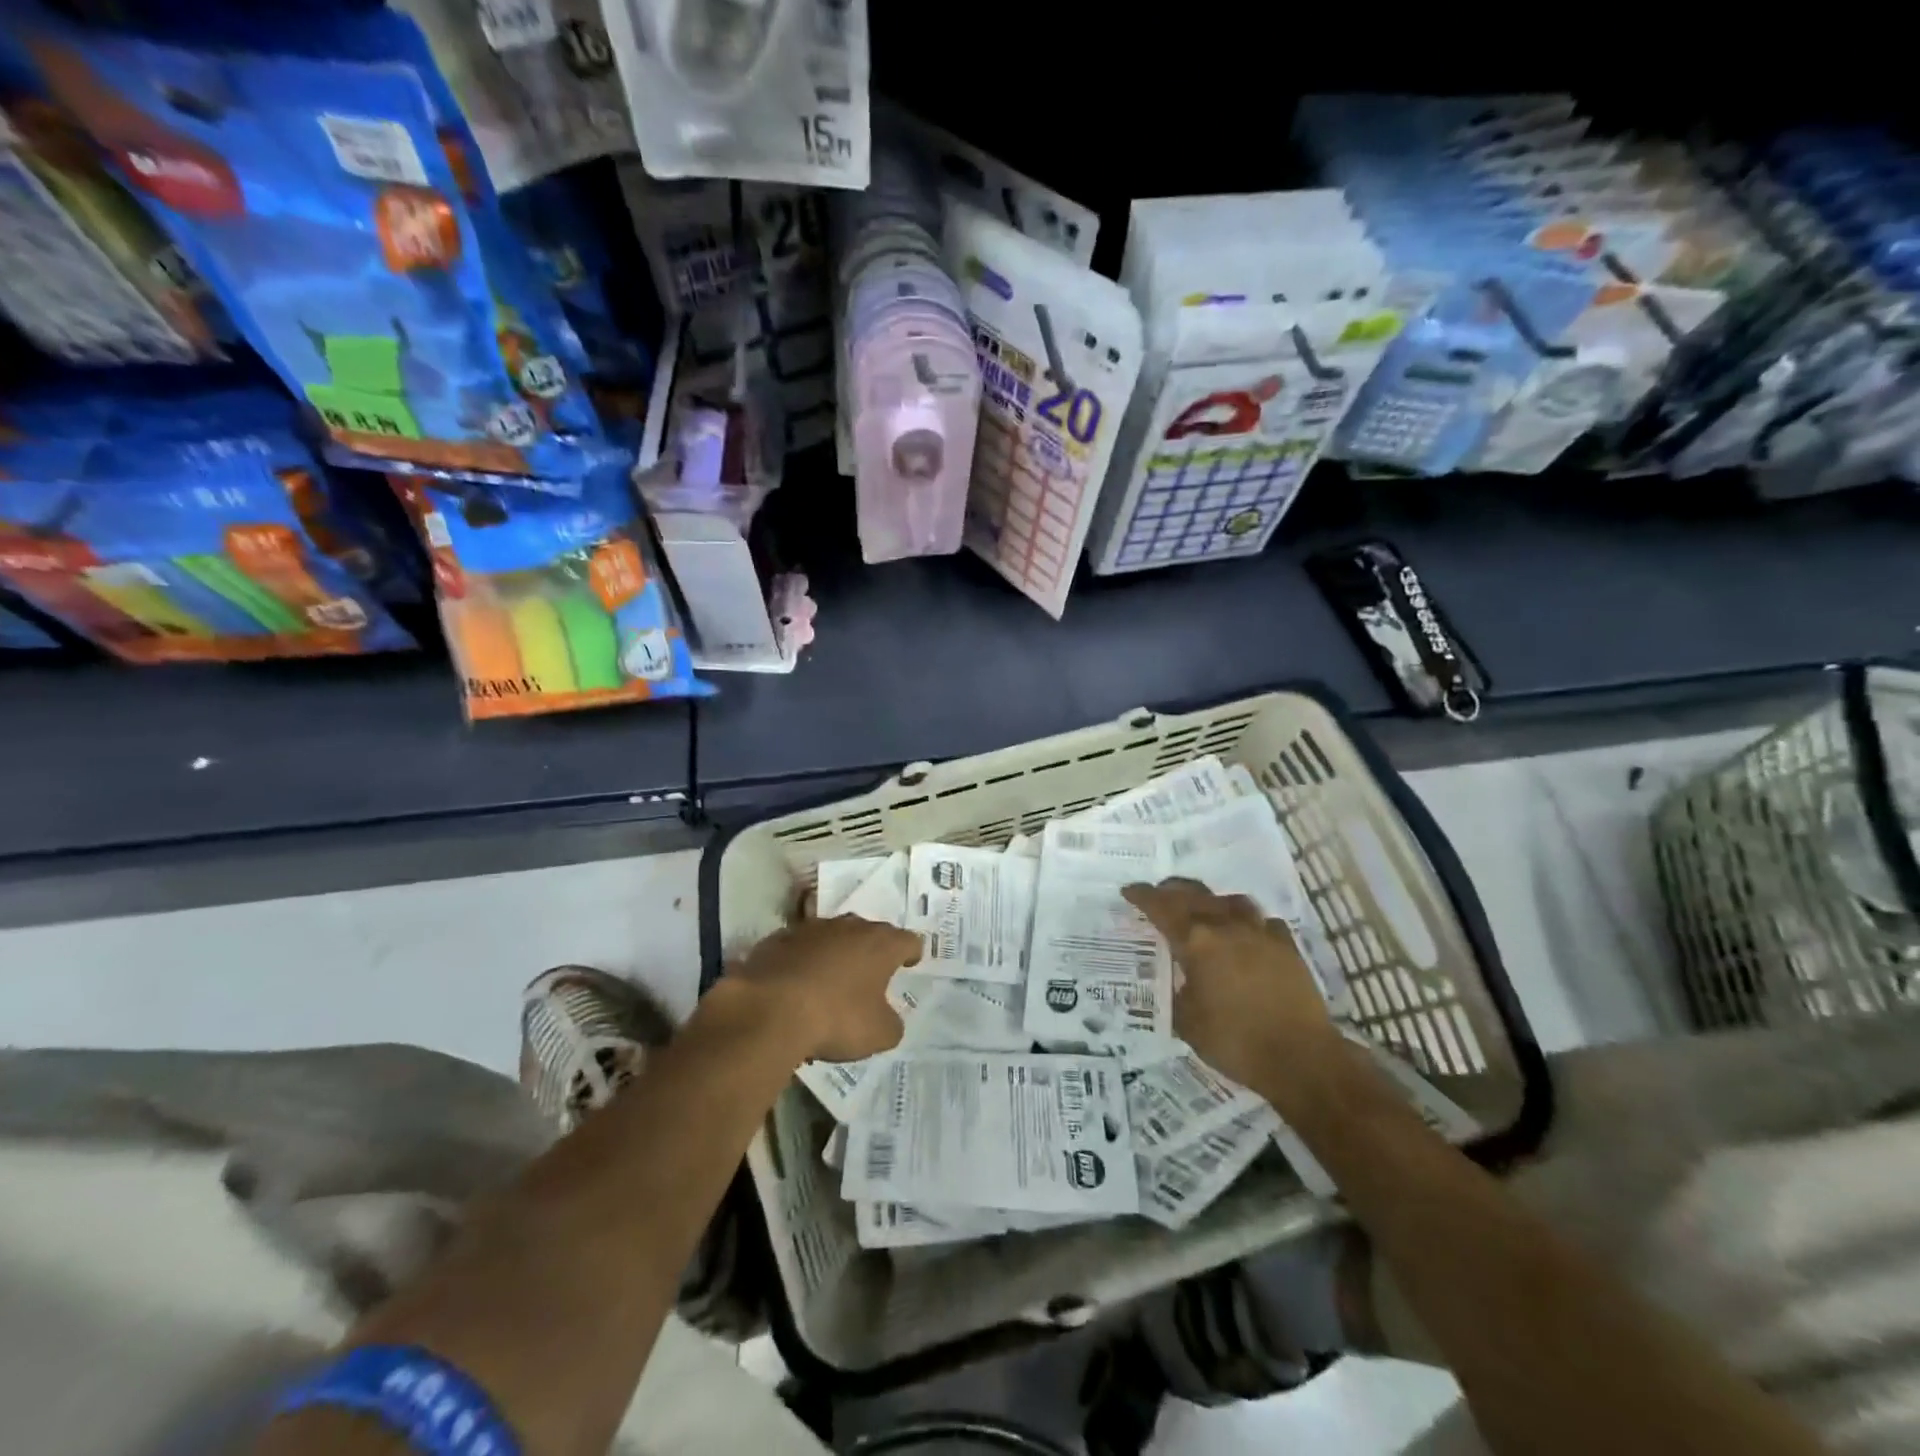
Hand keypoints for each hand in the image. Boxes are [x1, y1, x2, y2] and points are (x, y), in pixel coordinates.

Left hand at [733, 914, 922, 1063]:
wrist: (769, 1009)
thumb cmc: (836, 1019)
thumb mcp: (878, 1034)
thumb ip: (891, 1023)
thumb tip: (888, 1018)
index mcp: (881, 945)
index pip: (908, 940)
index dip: (911, 953)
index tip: (909, 963)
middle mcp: (849, 927)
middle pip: (869, 932)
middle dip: (871, 950)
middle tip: (870, 973)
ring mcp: (811, 929)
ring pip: (832, 936)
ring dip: (835, 953)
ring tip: (831, 979)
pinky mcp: (778, 939)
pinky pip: (799, 947)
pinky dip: (802, 960)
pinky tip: (796, 983)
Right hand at [1123, 879, 1339, 1093]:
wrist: (1300, 1057)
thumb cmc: (1235, 1041)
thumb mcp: (1187, 1022)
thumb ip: (1177, 991)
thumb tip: (1176, 980)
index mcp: (1196, 941)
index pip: (1161, 908)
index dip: (1142, 897)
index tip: (1129, 891)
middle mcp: (1226, 927)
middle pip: (1194, 895)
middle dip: (1171, 891)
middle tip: (1158, 894)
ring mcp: (1260, 933)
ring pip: (1230, 901)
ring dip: (1210, 900)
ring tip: (1203, 908)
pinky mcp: (1287, 946)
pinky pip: (1263, 921)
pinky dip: (1248, 922)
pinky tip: (1247, 933)